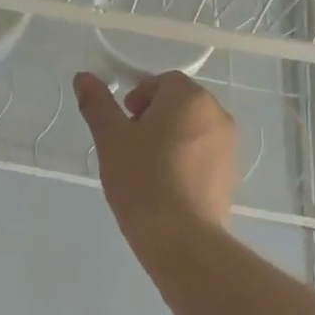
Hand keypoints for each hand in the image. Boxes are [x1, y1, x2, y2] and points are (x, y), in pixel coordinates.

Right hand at [73, 70, 237, 251]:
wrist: (181, 238)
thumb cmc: (142, 178)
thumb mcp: (110, 138)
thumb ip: (97, 103)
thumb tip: (83, 77)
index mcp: (190, 98)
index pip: (161, 82)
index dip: (138, 98)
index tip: (123, 125)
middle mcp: (217, 114)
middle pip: (180, 103)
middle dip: (154, 117)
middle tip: (131, 146)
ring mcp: (230, 146)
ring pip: (192, 129)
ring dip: (170, 138)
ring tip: (147, 169)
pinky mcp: (232, 174)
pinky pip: (204, 154)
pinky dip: (186, 160)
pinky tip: (167, 186)